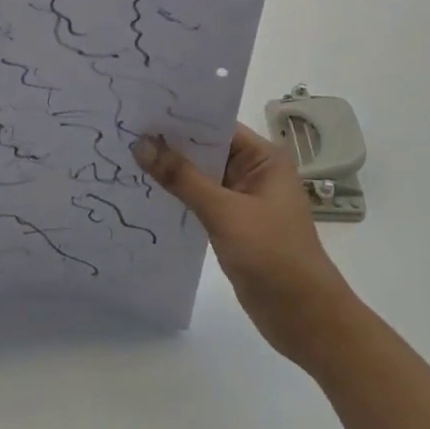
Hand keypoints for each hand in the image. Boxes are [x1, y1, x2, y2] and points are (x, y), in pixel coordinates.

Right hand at [135, 125, 360, 370]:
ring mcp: (244, 199)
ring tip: (125, 157)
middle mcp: (255, 172)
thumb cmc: (272, 256)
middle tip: (124, 132)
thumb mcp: (224, 212)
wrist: (304, 318)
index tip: (140, 110)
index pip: (216, 125)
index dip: (180, 118)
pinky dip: (178, 197)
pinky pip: (200, 201)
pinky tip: (145, 193)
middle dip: (169, 144)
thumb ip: (181, 177)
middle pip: (206, 149)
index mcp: (264, 158)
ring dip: (171, 171)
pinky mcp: (234, 225)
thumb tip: (141, 144)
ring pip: (200, 176)